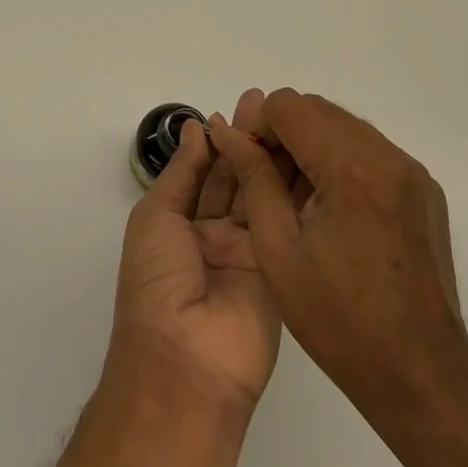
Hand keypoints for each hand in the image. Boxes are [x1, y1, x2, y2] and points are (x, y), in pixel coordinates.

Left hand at [108, 111, 281, 415]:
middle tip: (275, 102)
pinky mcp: (282, 267)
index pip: (207, 170)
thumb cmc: (156, 283)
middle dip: (253, 139)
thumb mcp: (157, 218)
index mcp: (181, 223)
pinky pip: (287, 221)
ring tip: (294, 118)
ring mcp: (251, 251)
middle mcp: (216, 234)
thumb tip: (196, 128)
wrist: (186, 363)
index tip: (246, 105)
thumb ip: (183, 172)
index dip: (223, 137)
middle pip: (239, 177)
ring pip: (265, 193)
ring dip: (277, 157)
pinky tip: (311, 156)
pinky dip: (297, 190)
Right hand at [208, 89, 467, 416]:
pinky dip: (341, 161)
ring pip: (344, 126)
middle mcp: (387, 155)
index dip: (258, 127)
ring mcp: (411, 170)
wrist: (421, 373)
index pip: (289, 106)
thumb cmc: (339, 320)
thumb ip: (254, 178)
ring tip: (295, 197)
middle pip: (317, 109)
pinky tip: (330, 209)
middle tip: (265, 180)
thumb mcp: (278, 249)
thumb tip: (228, 131)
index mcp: (351, 168)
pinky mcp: (423, 189)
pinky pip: (371, 151)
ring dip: (311, 145)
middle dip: (283, 133)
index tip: (247, 164)